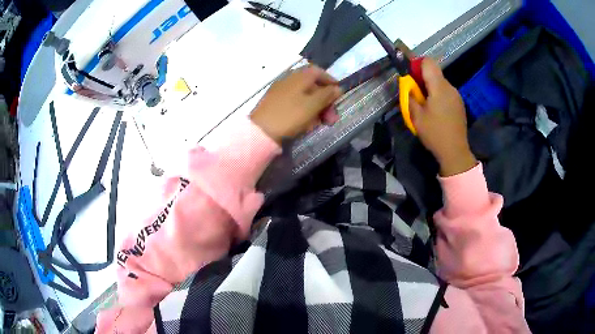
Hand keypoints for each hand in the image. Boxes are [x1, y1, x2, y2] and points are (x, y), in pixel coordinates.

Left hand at [250, 65, 342, 143]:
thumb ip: (327, 95)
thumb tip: (338, 88)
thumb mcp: (312, 105)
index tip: (339, 94)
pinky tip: (306, 125)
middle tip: (332, 118)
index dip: (331, 81)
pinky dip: (303, 111)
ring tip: (320, 124)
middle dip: (325, 101)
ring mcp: (280, 91)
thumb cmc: (289, 115)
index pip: (318, 72)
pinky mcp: (274, 103)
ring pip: (304, 96)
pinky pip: (294, 103)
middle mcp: (289, 80)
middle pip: (312, 86)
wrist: (260, 132)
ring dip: (316, 108)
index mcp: (299, 76)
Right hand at [410, 58, 476, 176]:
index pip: (428, 62)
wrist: (455, 152)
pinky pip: (446, 92)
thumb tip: (408, 85)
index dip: (417, 64)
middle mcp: (450, 87)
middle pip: (434, 73)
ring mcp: (457, 96)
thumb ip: (410, 96)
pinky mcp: (459, 104)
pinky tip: (436, 112)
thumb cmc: (434, 133)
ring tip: (425, 106)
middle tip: (415, 95)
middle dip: (422, 79)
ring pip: (440, 83)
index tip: (410, 76)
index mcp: (439, 87)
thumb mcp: (416, 116)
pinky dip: (438, 96)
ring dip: (431, 88)